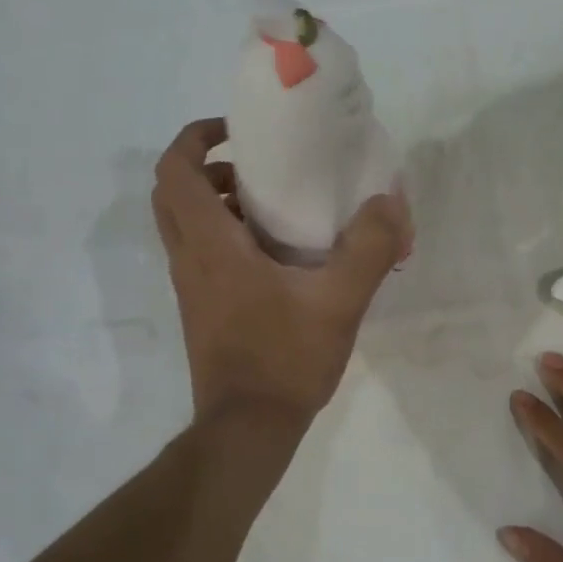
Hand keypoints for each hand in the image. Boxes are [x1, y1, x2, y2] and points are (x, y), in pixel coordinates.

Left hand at [152, 118, 409, 427]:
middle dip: (206, 167)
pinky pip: (202, 254)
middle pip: (172, 194)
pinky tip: (279, 254)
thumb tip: (390, 201)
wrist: (248, 429)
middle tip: (255, 166)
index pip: (174, 172)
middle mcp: (190, 260)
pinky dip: (227, 235)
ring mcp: (192, 288)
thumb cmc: (285, 359)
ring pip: (186, 225)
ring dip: (218, 202)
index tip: (236, 131)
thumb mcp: (339, 301)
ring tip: (274, 204)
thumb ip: (369, 248)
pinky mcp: (203, 309)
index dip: (195, 137)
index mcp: (210, 246)